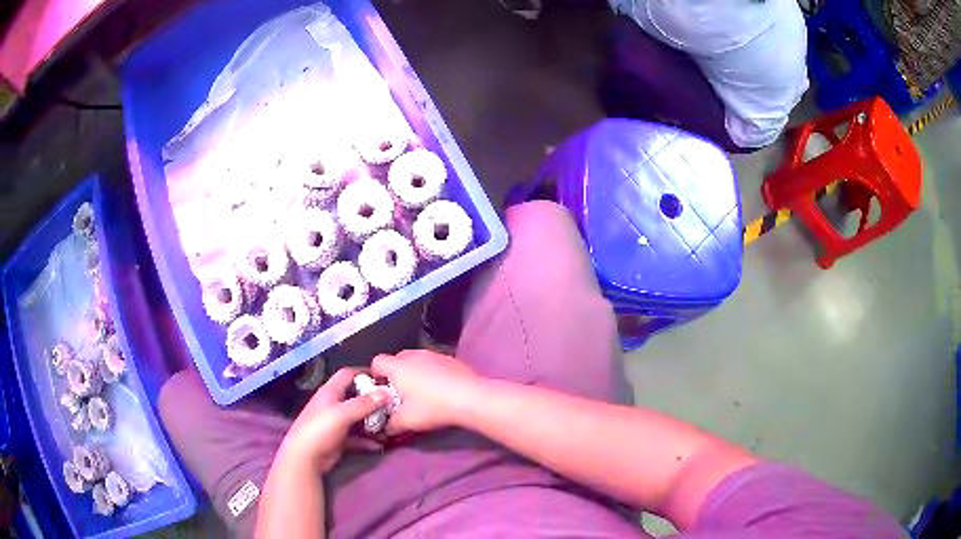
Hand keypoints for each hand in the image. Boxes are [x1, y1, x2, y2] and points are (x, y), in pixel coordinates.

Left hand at [278, 368, 388, 473]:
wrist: (305, 457)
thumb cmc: (320, 429)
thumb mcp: (342, 414)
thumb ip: (364, 404)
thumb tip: (386, 392)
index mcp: (330, 392)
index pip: (347, 375)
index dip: (364, 373)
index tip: (384, 379)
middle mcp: (333, 404)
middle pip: (355, 396)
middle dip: (373, 400)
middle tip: (392, 404)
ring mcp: (336, 422)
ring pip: (358, 417)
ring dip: (372, 421)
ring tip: (390, 424)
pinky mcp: (339, 439)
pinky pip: (357, 436)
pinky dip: (367, 439)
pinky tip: (380, 444)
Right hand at [371, 350, 478, 433]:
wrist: (470, 398)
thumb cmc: (432, 407)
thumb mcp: (406, 421)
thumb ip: (390, 424)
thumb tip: (384, 428)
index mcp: (398, 366)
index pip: (377, 362)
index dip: (375, 375)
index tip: (381, 390)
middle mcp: (413, 355)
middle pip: (396, 359)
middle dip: (395, 374)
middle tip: (399, 393)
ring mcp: (434, 354)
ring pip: (416, 360)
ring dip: (414, 372)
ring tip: (421, 392)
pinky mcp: (450, 359)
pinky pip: (433, 363)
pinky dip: (431, 372)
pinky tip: (440, 389)